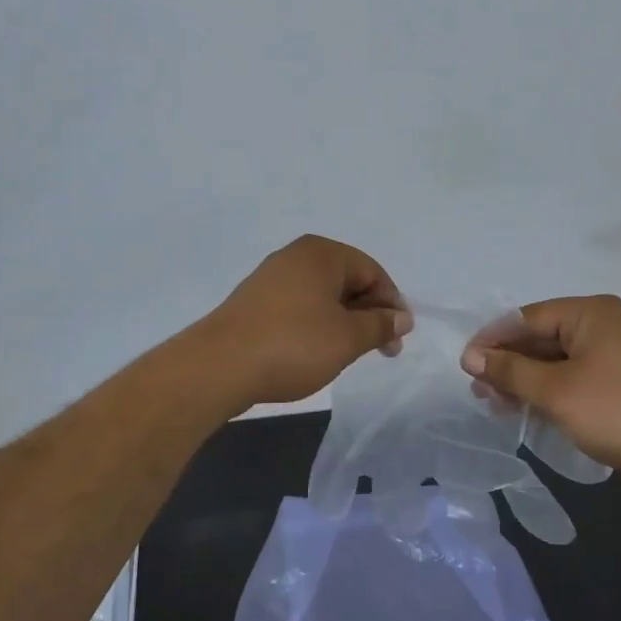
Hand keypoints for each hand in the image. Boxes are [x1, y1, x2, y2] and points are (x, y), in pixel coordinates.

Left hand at [197, 236, 411, 408]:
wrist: (219, 367)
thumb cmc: (293, 345)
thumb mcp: (348, 338)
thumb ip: (380, 324)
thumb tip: (402, 317)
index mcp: (321, 253)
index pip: (372, 271)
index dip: (391, 303)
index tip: (398, 338)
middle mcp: (295, 257)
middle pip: (347, 281)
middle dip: (369, 314)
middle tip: (382, 350)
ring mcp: (271, 279)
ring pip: (323, 297)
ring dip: (344, 322)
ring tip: (350, 354)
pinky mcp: (254, 304)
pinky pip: (299, 308)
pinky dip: (316, 326)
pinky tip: (317, 352)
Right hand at [461, 295, 620, 486]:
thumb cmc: (614, 411)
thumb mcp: (554, 390)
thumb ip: (510, 370)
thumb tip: (470, 357)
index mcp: (591, 312)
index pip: (528, 317)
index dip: (493, 340)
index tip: (465, 364)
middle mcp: (602, 323)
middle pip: (540, 337)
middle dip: (507, 363)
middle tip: (478, 389)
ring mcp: (611, 352)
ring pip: (553, 359)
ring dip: (522, 380)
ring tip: (494, 402)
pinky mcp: (615, 379)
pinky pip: (569, 375)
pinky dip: (544, 390)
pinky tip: (522, 408)